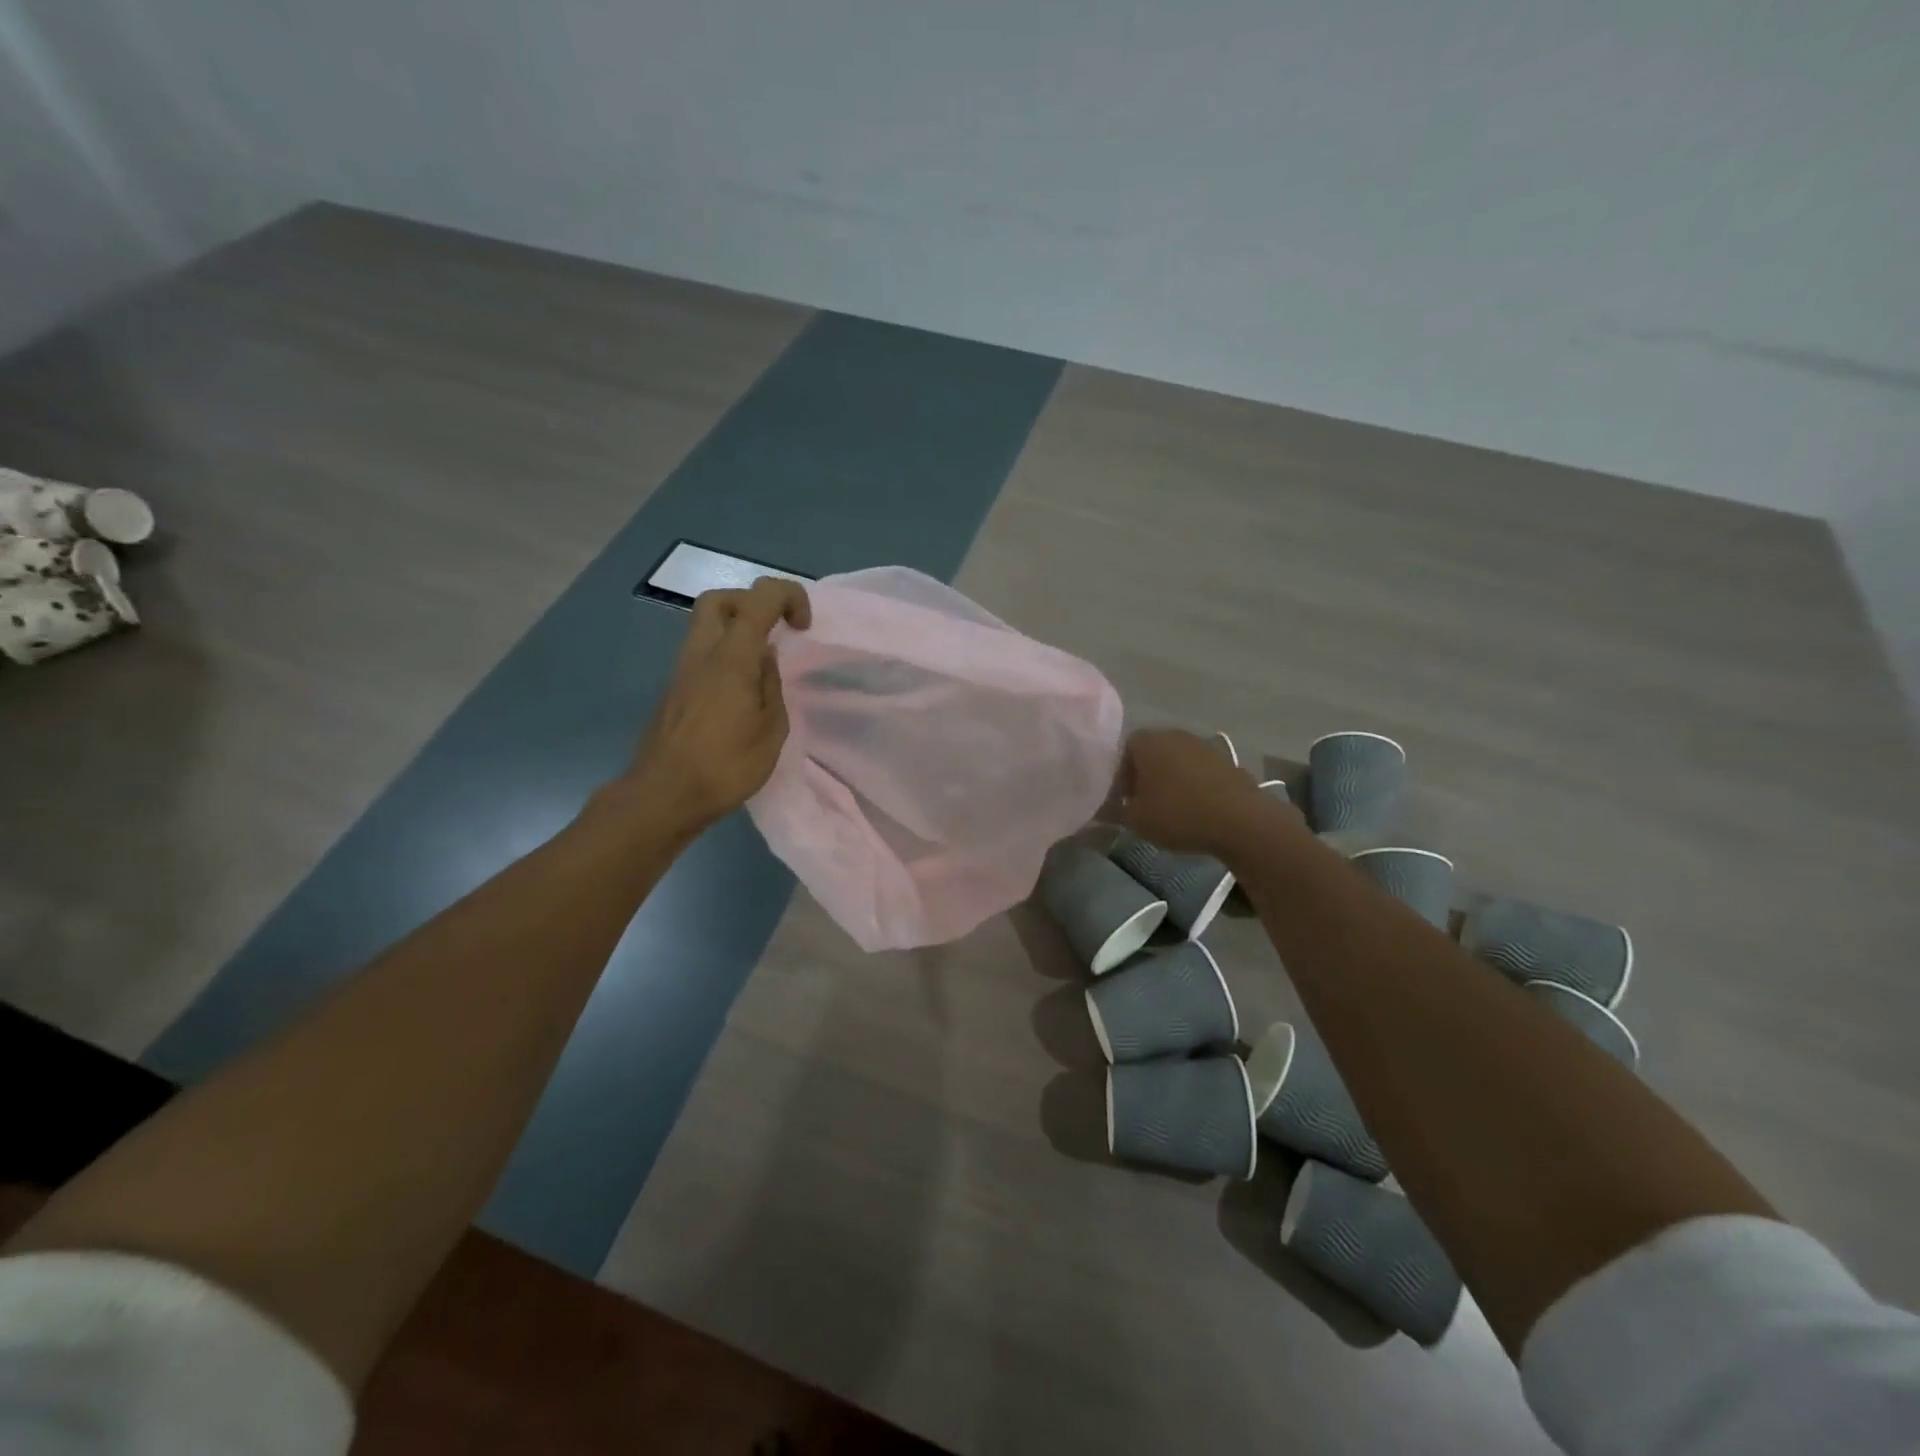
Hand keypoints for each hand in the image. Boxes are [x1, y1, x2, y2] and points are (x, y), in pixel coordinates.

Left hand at [623, 577, 810, 836]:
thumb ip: (771, 685)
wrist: (664, 796)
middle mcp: (701, 653)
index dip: (788, 597)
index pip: (759, 598)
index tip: (803, 627)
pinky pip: (701, 654)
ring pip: (705, 626)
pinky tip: (741, 691)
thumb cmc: (726, 765)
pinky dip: (724, 655)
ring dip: (736, 631)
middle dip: (752, 602)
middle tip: (775, 631)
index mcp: (731, 657)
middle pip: (719, 600)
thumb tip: (765, 659)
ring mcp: (682, 671)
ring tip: (762, 666)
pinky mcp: (675, 690)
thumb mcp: (771, 729)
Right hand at [1115, 728, 1290, 859]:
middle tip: (1146, 802)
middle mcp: (1175, 735)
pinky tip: (1198, 808)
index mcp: (1148, 742)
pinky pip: (1201, 771)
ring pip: (1178, 760)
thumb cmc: (1177, 814)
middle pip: (1153, 752)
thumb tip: (1117, 806)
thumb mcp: (1136, 819)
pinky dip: (1195, 785)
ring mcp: (1204, 746)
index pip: (1125, 750)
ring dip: (1172, 779)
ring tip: (1173, 807)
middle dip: (1147, 775)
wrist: (1239, 819)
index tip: (1126, 799)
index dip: (1122, 775)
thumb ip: (1119, 810)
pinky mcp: (1227, 761)